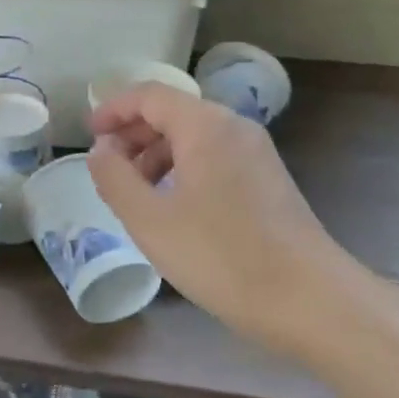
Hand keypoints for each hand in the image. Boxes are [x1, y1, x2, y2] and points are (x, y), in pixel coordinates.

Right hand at [86, 84, 379, 357]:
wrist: (310, 302)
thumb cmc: (221, 256)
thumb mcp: (150, 220)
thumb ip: (114, 177)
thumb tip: (101, 150)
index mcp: (206, 127)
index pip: (150, 95)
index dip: (113, 109)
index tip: (88, 135)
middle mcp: (235, 129)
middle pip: (173, 113)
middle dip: (133, 134)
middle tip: (105, 166)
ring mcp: (257, 155)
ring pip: (194, 138)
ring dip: (156, 155)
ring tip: (134, 193)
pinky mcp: (268, 182)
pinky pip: (214, 159)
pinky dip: (182, 171)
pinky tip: (171, 208)